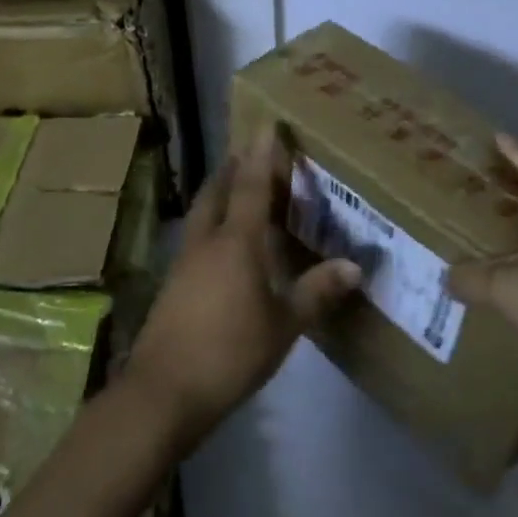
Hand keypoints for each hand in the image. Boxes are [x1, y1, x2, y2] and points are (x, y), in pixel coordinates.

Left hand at [125, 129, 361, 449]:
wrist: (162, 392)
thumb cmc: (229, 352)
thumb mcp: (283, 326)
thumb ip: (316, 292)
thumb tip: (355, 266)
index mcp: (236, 242)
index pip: (250, 185)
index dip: (261, 154)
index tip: (266, 124)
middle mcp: (206, 241)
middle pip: (217, 190)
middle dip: (233, 167)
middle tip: (250, 153)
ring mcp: (184, 261)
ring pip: (202, 212)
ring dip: (219, 192)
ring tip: (237, 188)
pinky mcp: (173, 284)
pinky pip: (197, 236)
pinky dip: (212, 223)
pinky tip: (223, 242)